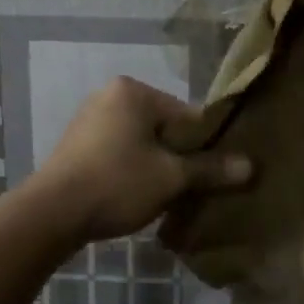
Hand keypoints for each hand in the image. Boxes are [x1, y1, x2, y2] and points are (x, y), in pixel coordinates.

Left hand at [33, 77, 251, 242]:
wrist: (52, 213)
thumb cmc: (117, 184)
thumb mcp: (171, 178)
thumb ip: (211, 169)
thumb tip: (251, 166)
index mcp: (133, 91)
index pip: (187, 115)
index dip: (205, 146)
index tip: (215, 175)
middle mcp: (109, 96)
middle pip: (163, 128)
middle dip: (178, 157)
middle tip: (190, 189)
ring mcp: (88, 120)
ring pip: (140, 143)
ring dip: (155, 167)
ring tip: (164, 197)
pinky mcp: (76, 145)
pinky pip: (117, 153)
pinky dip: (131, 171)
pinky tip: (135, 196)